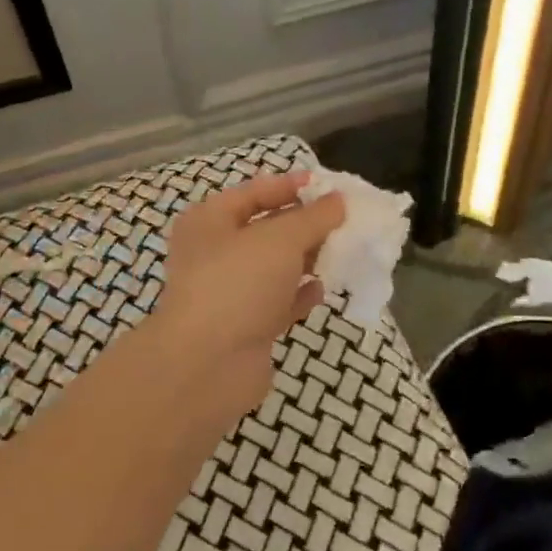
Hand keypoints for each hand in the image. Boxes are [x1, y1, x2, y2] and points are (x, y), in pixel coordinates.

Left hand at [154, 172, 345, 425]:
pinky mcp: (246, 327)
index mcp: (209, 221)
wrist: (207, 364)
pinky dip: (299, 295)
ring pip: (274, 268)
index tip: (328, 186)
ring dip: (306, 260)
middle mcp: (215, 253)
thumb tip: (338, 201)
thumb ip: (313, 217)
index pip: (253, 192)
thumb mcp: (280, 239)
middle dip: (304, 225)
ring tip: (341, 252)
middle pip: (266, 230)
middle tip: (344, 221)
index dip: (290, 186)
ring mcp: (229, 293)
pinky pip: (278, 303)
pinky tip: (322, 290)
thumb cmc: (238, 283)